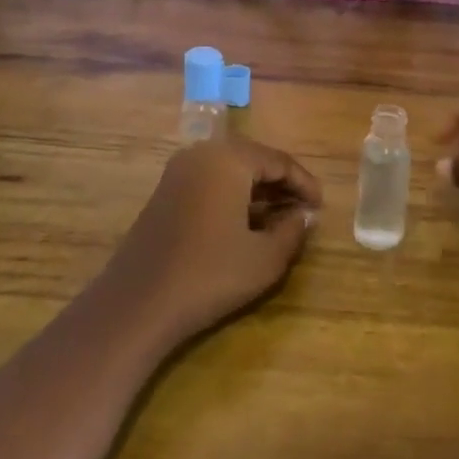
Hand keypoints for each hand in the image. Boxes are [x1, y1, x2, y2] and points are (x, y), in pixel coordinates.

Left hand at [102, 136, 321, 348]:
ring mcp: (178, 172)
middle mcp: (202, 154)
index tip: (321, 207)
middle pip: (254, 160)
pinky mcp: (164, 193)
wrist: (137, 304)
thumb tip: (304, 216)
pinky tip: (245, 224)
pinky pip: (209, 182)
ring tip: (280, 219)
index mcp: (229, 158)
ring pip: (231, 171)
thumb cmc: (209, 275)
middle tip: (303, 211)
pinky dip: (233, 197)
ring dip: (257, 191)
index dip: (305, 183)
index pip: (279, 161)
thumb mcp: (265, 258)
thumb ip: (293, 231)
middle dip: (281, 184)